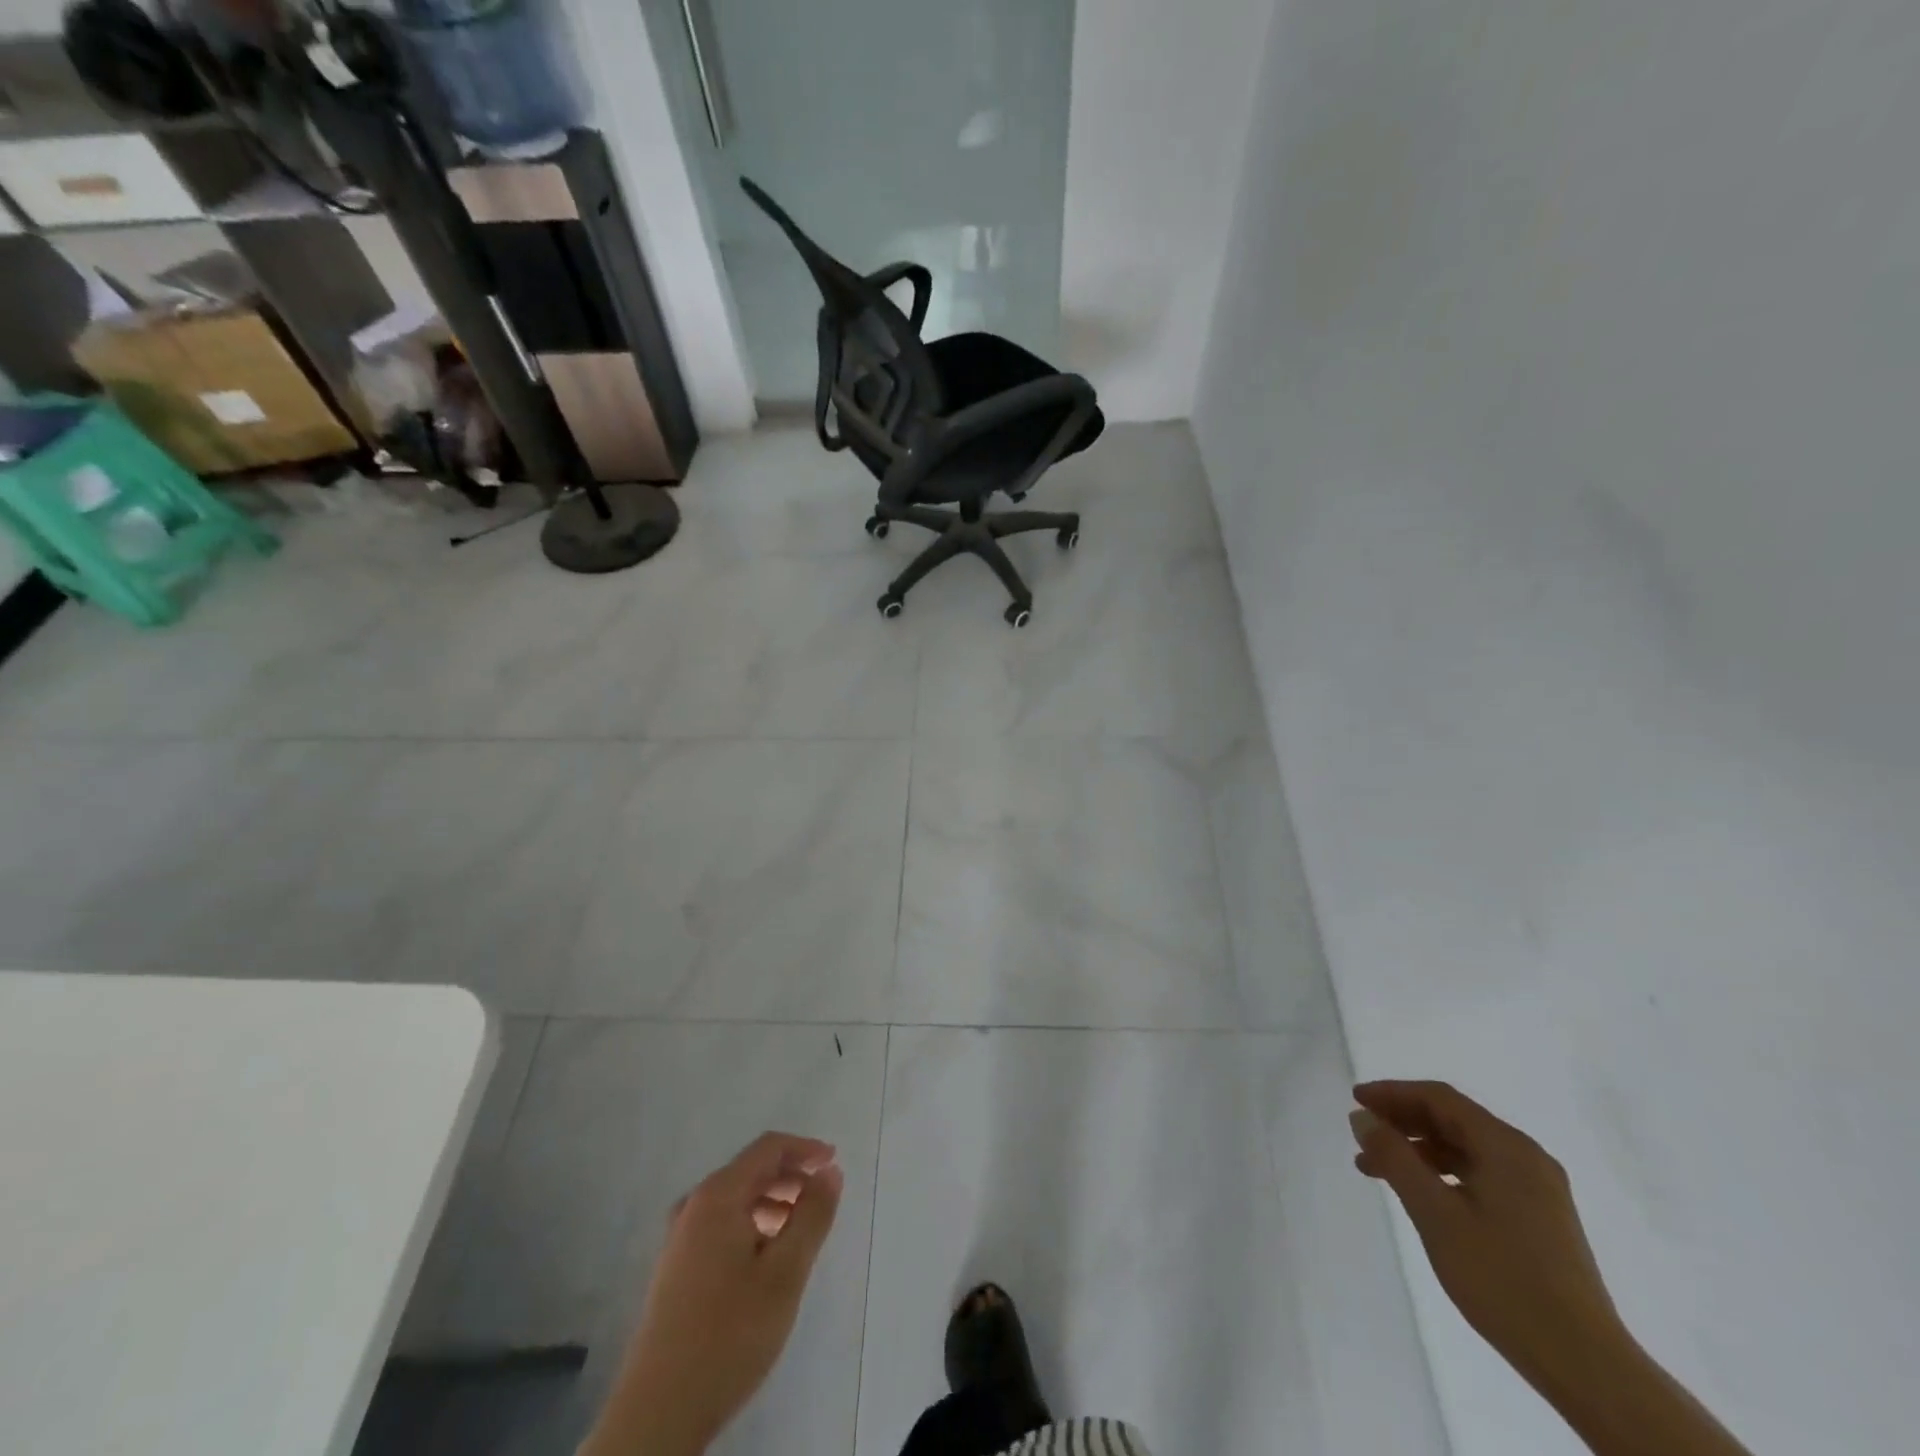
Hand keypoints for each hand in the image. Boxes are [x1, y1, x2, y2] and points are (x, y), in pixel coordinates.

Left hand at [583, 1132, 844, 1455]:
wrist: (658, 1413)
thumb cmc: (729, 1334)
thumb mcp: (785, 1273)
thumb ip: (812, 1215)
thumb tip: (829, 1171)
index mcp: (717, 1196)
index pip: (768, 1148)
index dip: (805, 1148)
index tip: (834, 1162)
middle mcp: (694, 1206)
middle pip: (751, 1172)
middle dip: (791, 1178)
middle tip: (823, 1202)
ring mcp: (679, 1239)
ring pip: (736, 1201)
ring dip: (773, 1204)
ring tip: (801, 1235)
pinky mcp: (676, 1270)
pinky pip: (722, 1226)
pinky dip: (753, 1227)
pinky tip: (767, 1262)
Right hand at [1349, 1081, 1623, 1383]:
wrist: (1585, 1364)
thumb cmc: (1502, 1279)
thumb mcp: (1435, 1214)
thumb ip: (1395, 1158)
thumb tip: (1363, 1118)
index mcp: (1506, 1147)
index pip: (1439, 1098)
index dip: (1393, 1093)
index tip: (1355, 1100)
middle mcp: (1526, 1158)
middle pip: (1454, 1120)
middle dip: (1403, 1122)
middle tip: (1362, 1135)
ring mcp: (1538, 1190)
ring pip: (1466, 1149)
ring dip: (1419, 1150)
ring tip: (1379, 1170)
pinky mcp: (1541, 1218)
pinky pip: (1482, 1174)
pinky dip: (1444, 1173)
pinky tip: (1422, 1195)